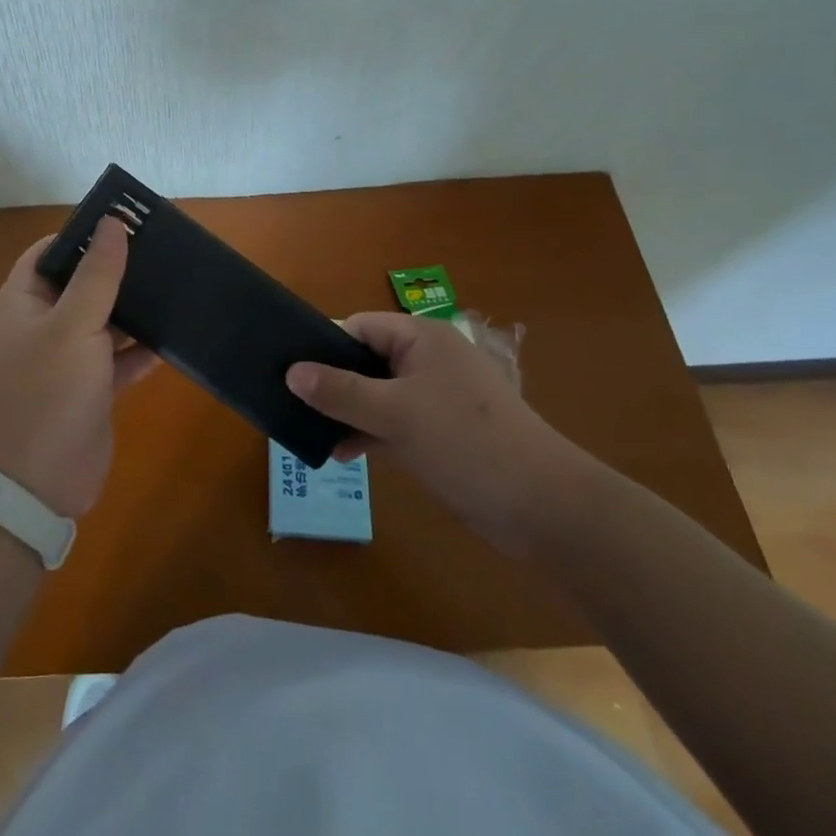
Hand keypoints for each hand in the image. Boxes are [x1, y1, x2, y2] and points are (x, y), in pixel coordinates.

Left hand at [0, 218, 155, 517]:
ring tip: (175, 283)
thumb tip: (113, 223)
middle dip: (117, 268)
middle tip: (162, 249)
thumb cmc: (48, 391)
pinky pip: (120, 357)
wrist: (39, 483)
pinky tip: (175, 334)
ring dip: (134, 307)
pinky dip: (142, 348)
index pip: (51, 251)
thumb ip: (97, 274)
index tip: (125, 221)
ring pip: (105, 319)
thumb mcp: (74, 324)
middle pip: (82, 282)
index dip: (83, 234)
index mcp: (24, 300)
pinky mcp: (92, 387)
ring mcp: (68, 357)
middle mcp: (43, 323)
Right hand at [286, 312, 592, 555]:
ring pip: (377, 395)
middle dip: (333, 384)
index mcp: (421, 339)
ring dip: (348, 413)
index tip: (292, 372)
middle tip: (295, 406)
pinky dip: (369, 434)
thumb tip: (292, 372)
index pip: (360, 327)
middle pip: (366, 361)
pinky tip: (343, 454)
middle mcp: (427, 361)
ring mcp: (436, 398)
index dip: (326, 346)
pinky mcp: (441, 433)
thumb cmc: (465, 442)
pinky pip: (393, 423)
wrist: (543, 507)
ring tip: (311, 434)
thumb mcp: (395, 413)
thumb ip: (340, 392)